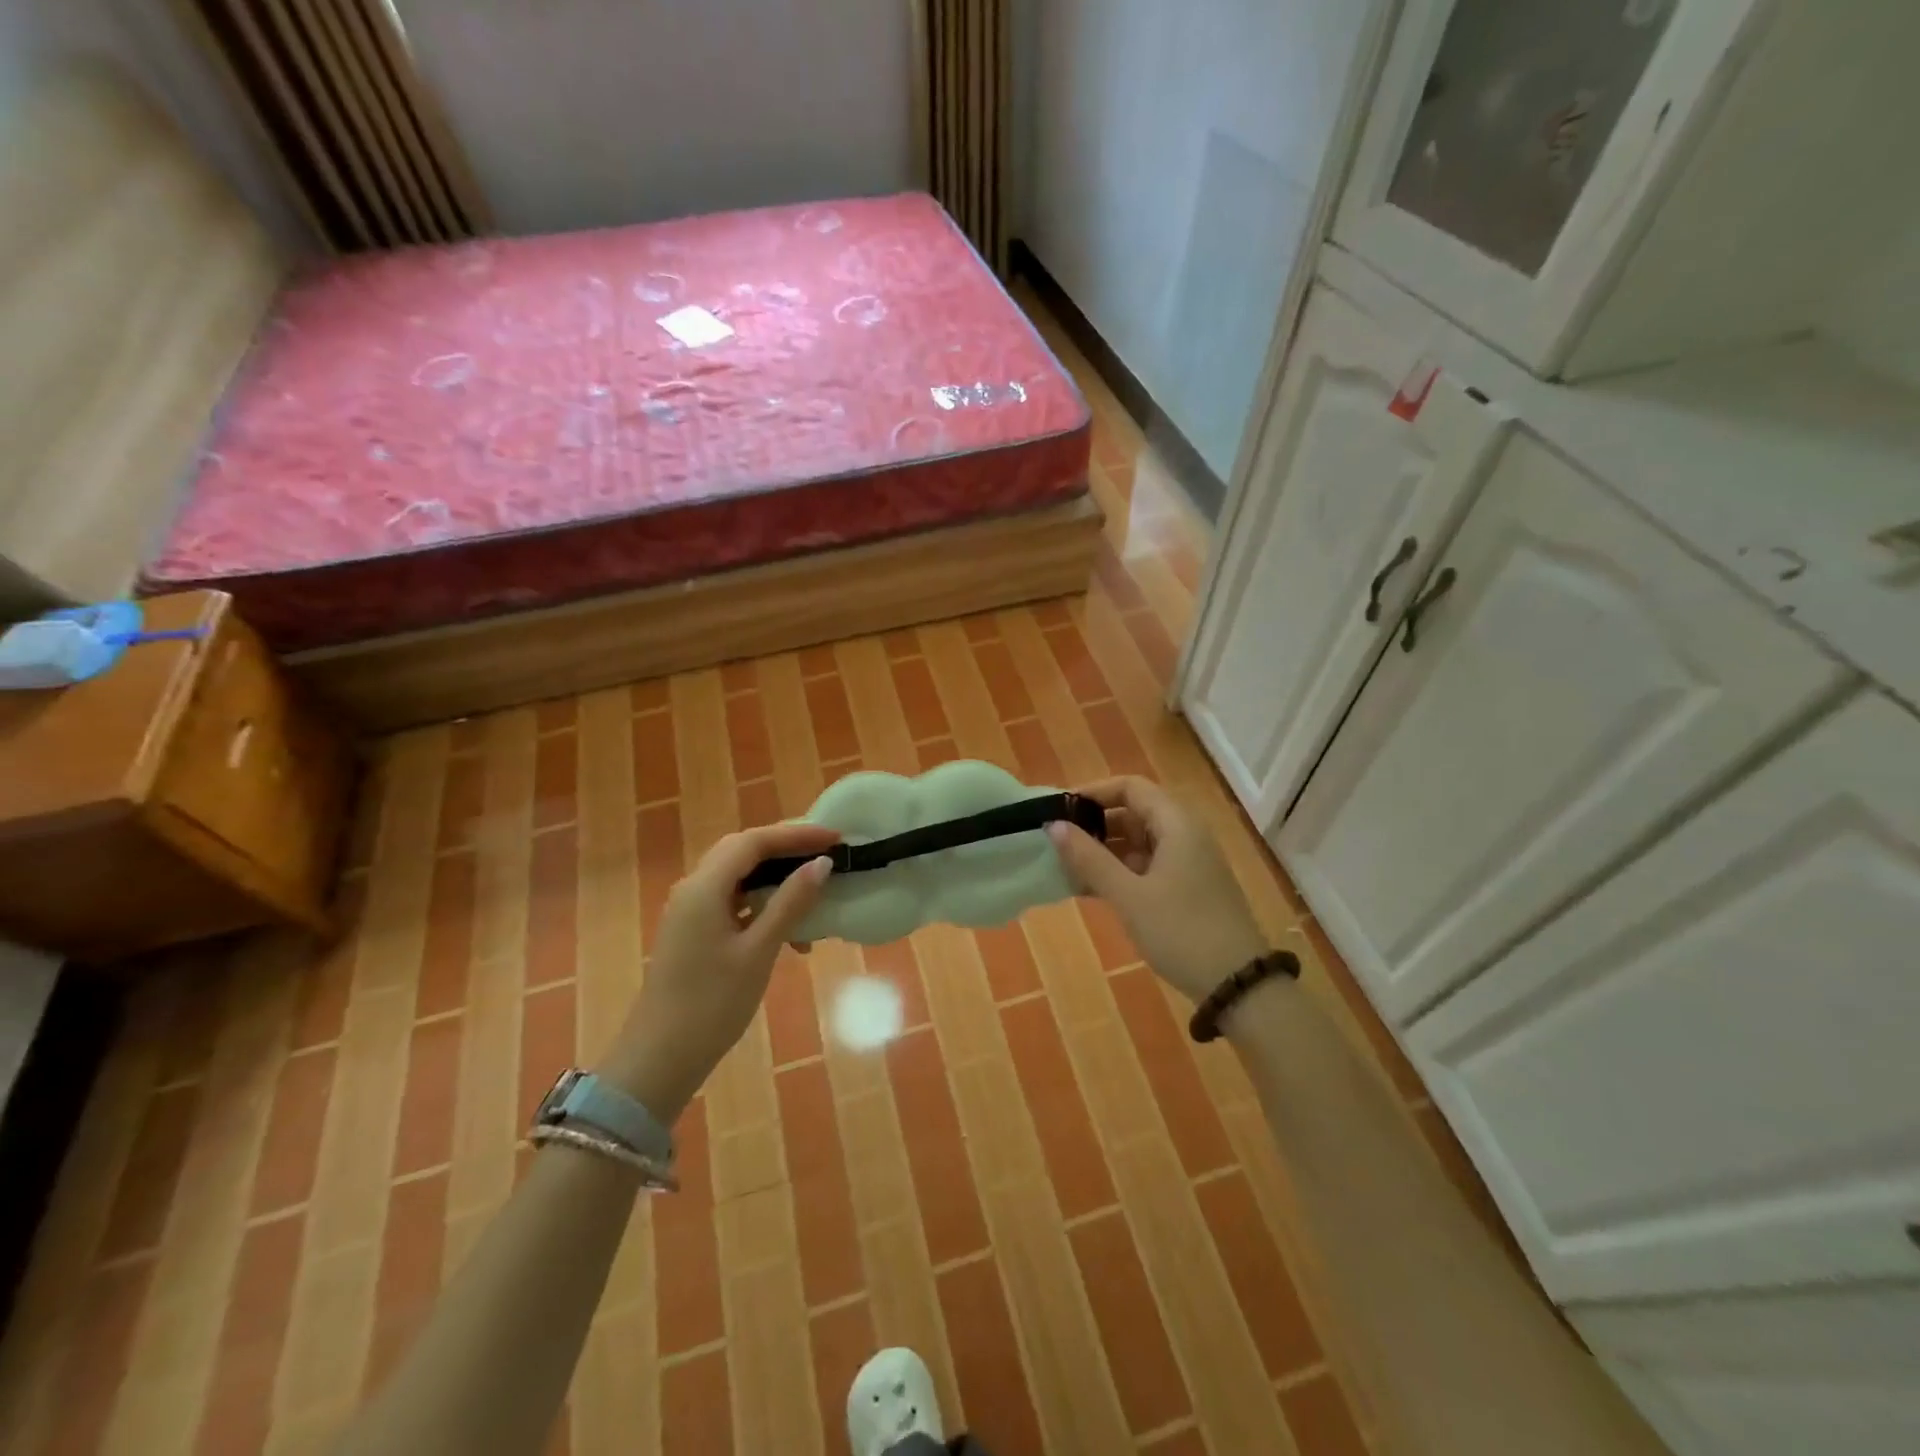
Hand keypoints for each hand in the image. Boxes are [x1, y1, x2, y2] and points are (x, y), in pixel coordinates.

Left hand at [597, 822, 838, 1120]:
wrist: (660, 1059)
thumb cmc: (712, 1004)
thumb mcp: (759, 951)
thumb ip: (790, 903)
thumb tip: (822, 864)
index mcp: (704, 887)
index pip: (754, 842)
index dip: (797, 834)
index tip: (836, 838)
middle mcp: (693, 888)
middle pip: (744, 852)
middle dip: (787, 849)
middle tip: (827, 854)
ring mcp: (691, 911)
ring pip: (739, 876)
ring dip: (776, 879)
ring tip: (815, 892)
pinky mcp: (695, 932)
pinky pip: (733, 901)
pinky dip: (763, 904)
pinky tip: (790, 931)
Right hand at [1048, 776, 1266, 1002]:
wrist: (1237, 985)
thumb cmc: (1180, 931)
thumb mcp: (1128, 895)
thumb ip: (1088, 858)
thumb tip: (1053, 825)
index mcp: (1176, 824)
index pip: (1130, 787)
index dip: (1094, 792)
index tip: (1061, 810)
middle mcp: (1185, 834)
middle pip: (1134, 812)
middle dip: (1095, 825)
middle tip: (1058, 843)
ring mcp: (1188, 862)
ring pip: (1139, 842)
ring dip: (1104, 851)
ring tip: (1067, 869)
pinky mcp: (1188, 888)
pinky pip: (1147, 866)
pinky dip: (1120, 871)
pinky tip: (1092, 890)